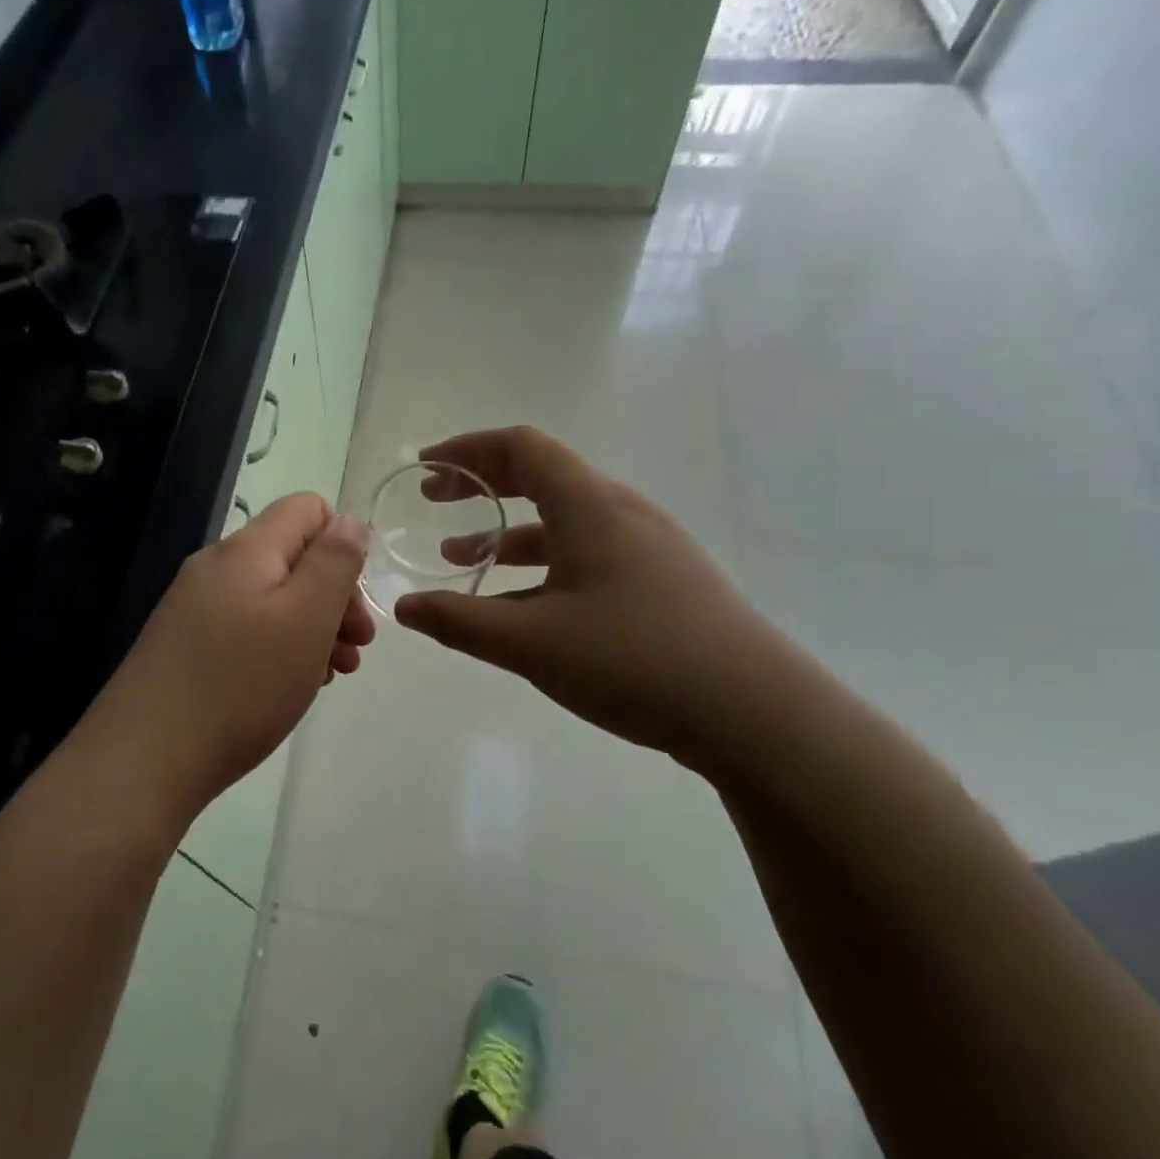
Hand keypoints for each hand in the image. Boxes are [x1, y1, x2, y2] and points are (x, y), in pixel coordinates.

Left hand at [77, 493, 375, 823]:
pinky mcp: (184, 645)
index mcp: (246, 550)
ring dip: (312, 627)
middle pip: (292, 557)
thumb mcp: (306, 617)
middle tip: (357, 647)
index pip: (308, 509)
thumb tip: (349, 522)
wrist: (145, 759)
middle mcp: (215, 567)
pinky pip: (246, 629)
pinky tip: (290, 686)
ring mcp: (194, 607)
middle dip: (334, 595)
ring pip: (272, 598)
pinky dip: (278, 648)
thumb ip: (334, 561)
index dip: (344, 543)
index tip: (356, 601)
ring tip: (332, 673)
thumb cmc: (241, 684)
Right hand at [393, 427, 786, 761]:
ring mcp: (646, 545)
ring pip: (562, 520)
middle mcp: (619, 511)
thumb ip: (459, 621)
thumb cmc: (634, 659)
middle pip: (541, 475)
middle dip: (481, 485)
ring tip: (461, 561)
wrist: (755, 712)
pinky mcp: (661, 580)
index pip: (520, 447)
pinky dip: (542, 564)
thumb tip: (404, 607)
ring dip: (507, 532)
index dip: (466, 450)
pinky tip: (522, 606)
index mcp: (589, 505)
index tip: (426, 468)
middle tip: (436, 503)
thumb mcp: (531, 643)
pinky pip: (586, 552)